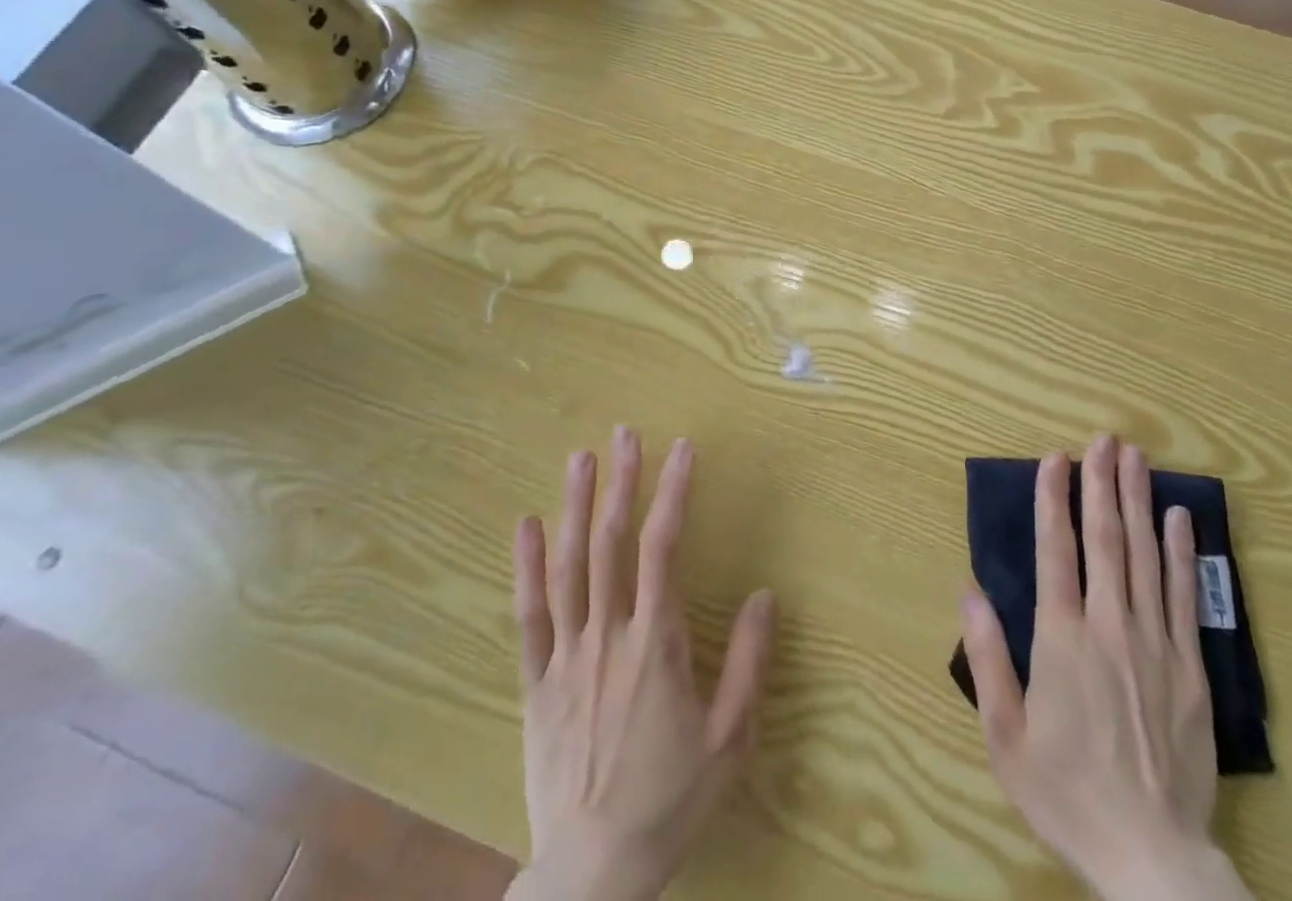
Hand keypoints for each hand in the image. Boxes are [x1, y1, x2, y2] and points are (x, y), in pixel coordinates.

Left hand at [508, 429, 776, 900]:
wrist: (591, 871)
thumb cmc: (668, 800)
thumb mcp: (729, 740)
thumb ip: (749, 664)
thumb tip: (766, 595)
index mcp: (656, 644)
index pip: (665, 549)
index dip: (673, 492)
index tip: (682, 448)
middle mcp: (608, 636)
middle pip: (612, 544)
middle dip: (621, 483)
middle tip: (625, 434)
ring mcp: (566, 656)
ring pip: (568, 567)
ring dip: (575, 508)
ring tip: (581, 459)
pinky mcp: (535, 682)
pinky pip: (528, 616)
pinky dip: (526, 566)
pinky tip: (526, 525)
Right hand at [960, 437, 1252, 900]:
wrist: (1152, 858)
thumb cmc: (1067, 792)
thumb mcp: (1006, 736)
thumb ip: (987, 658)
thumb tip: (969, 591)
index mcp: (1062, 639)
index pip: (1056, 550)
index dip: (1053, 499)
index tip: (1054, 459)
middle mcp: (1110, 627)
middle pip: (1106, 539)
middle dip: (1102, 483)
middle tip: (1103, 439)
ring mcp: (1156, 643)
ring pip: (1146, 556)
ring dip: (1139, 502)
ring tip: (1136, 458)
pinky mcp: (1192, 667)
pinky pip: (1184, 595)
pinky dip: (1182, 552)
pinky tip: (1179, 519)